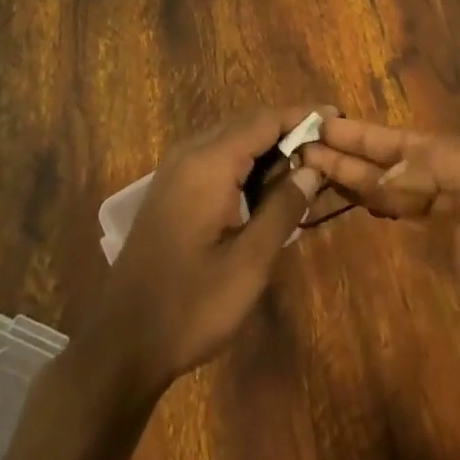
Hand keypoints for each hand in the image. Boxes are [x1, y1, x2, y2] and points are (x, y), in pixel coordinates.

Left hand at [78, 106, 334, 391]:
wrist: (122, 344)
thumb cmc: (191, 306)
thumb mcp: (249, 263)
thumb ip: (282, 209)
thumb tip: (311, 170)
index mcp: (209, 164)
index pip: (264, 120)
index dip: (302, 116)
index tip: (338, 117)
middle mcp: (189, 155)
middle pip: (247, 124)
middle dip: (288, 130)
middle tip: (328, 148)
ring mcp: (175, 171)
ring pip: (231, 140)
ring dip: (268, 147)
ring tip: (306, 167)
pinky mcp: (170, 190)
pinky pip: (215, 158)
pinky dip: (246, 162)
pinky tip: (267, 187)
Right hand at [301, 120, 459, 395]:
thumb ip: (438, 165)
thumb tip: (387, 172)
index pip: (412, 140)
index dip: (366, 134)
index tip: (324, 124)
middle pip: (402, 163)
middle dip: (356, 153)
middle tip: (307, 145)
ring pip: (402, 190)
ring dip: (363, 177)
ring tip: (320, 167)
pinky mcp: (453, 263)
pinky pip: (409, 221)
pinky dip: (383, 207)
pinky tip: (362, 201)